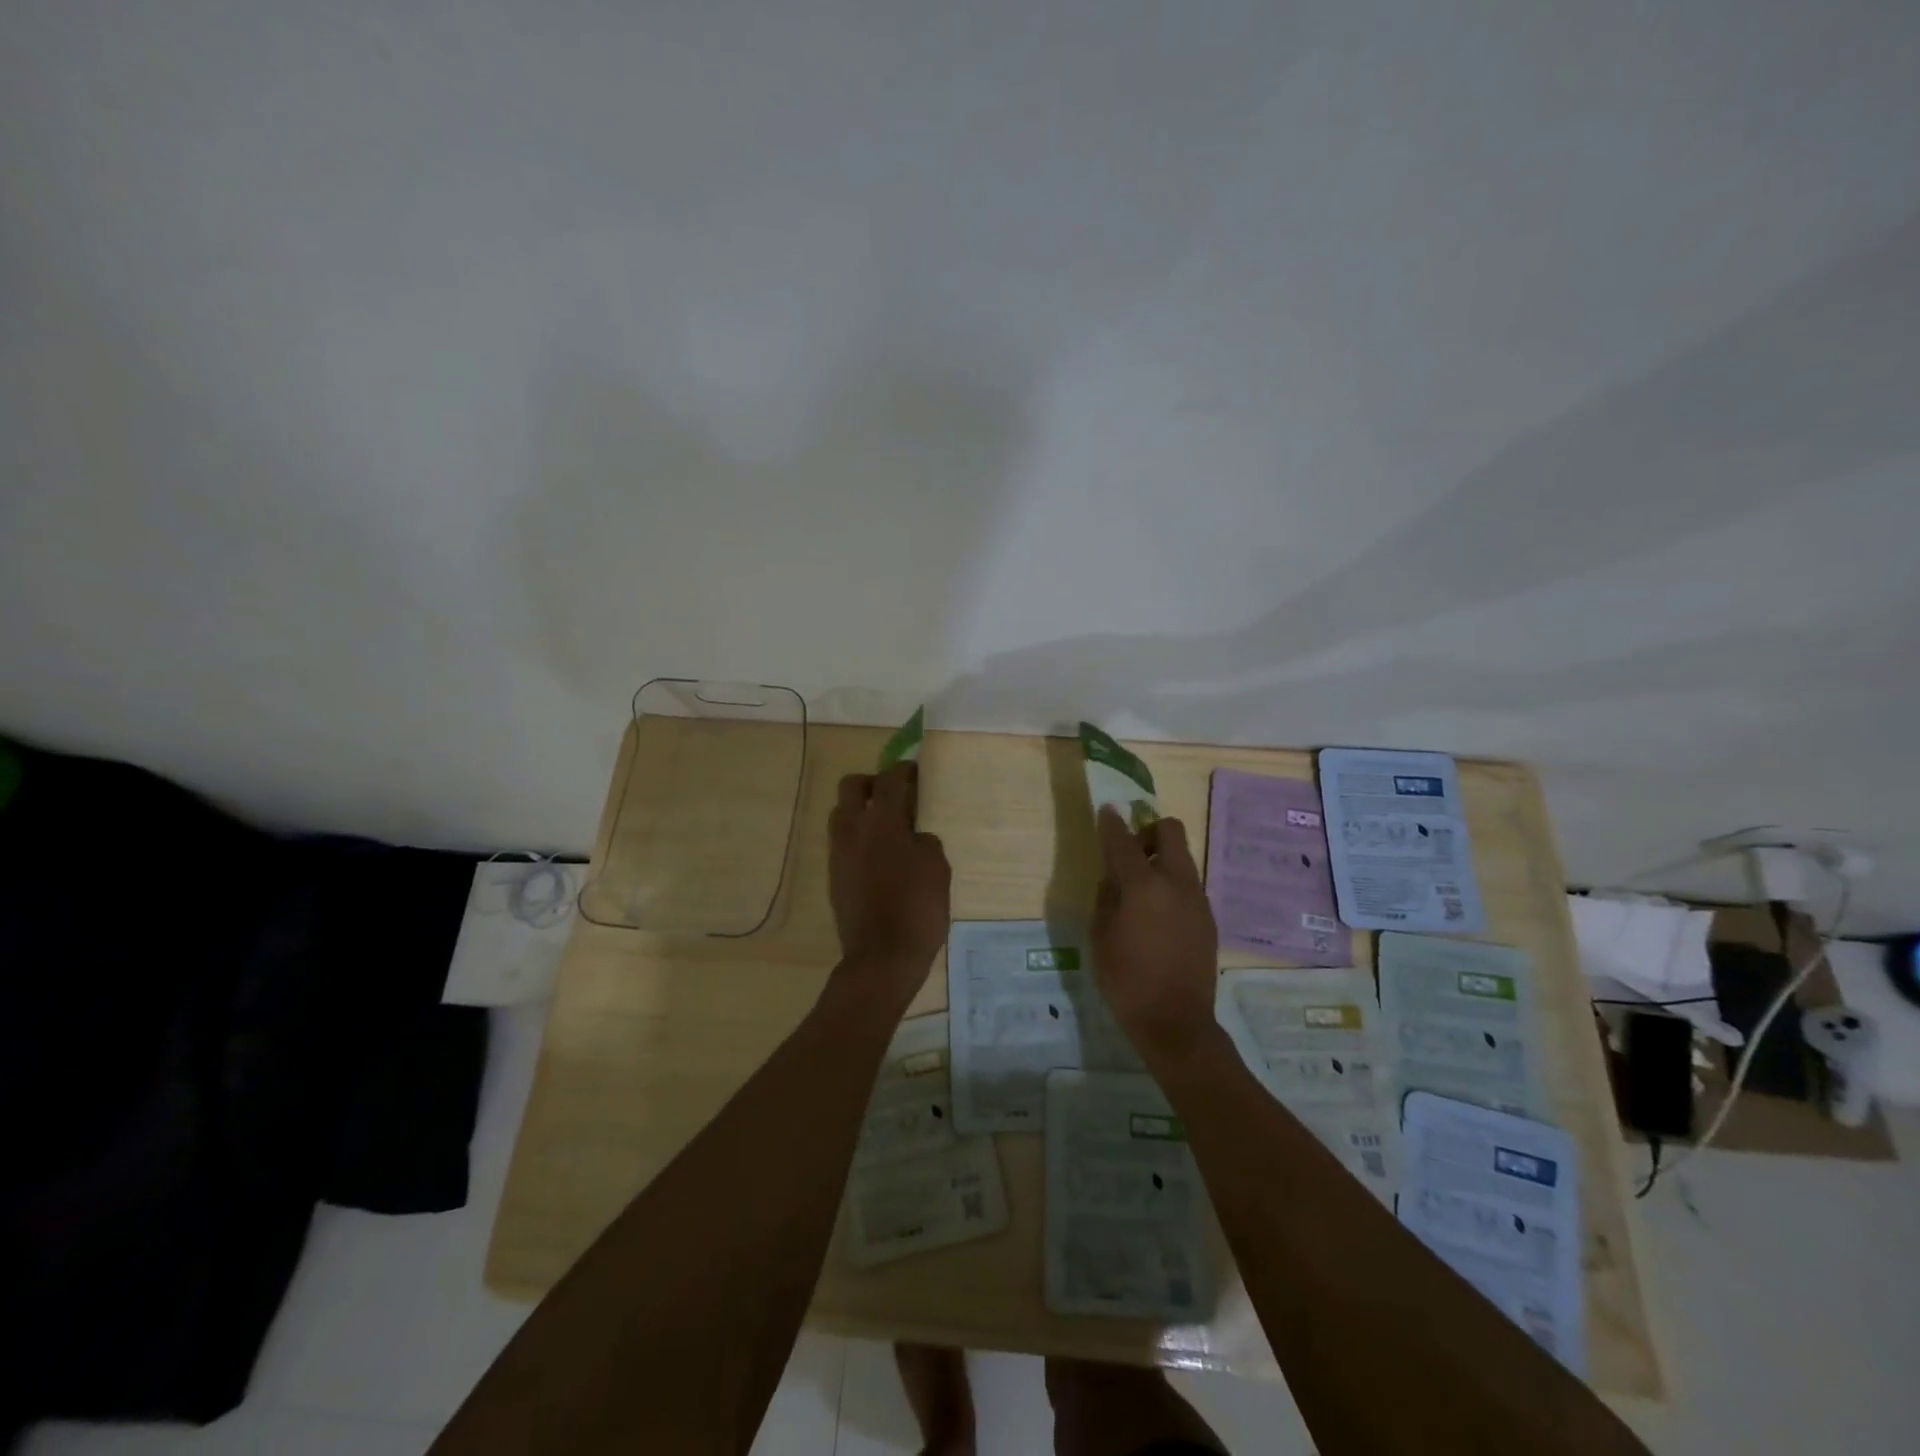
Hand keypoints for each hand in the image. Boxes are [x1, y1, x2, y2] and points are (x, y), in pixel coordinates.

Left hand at [828, 764, 951, 991]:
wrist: (882, 957)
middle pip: (852, 786)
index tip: (914, 771)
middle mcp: (853, 829)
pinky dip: (858, 838)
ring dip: (861, 810)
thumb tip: (912, 837)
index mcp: (882, 821)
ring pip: (842, 814)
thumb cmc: (917, 908)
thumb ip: (924, 841)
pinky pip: (842, 842)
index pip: (889, 779)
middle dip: (872, 783)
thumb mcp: (937, 867)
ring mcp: (838, 853)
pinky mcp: (833, 876)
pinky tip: (879, 856)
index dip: (903, 770)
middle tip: (894, 795)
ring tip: (886, 827)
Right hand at [1091, 807, 1221, 1065]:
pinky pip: (1189, 885)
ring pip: (1183, 858)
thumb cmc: (1126, 980)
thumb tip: (1113, 880)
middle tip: (1132, 853)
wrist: (1176, 1021)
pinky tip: (1158, 917)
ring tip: (1142, 891)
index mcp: (1144, 886)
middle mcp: (1176, 883)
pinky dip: (1172, 885)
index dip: (1112, 823)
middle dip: (1149, 831)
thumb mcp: (1100, 937)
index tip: (1107, 811)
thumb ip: (1106, 898)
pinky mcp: (1208, 918)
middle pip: (1171, 831)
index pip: (1124, 841)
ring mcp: (1197, 899)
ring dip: (1162, 859)